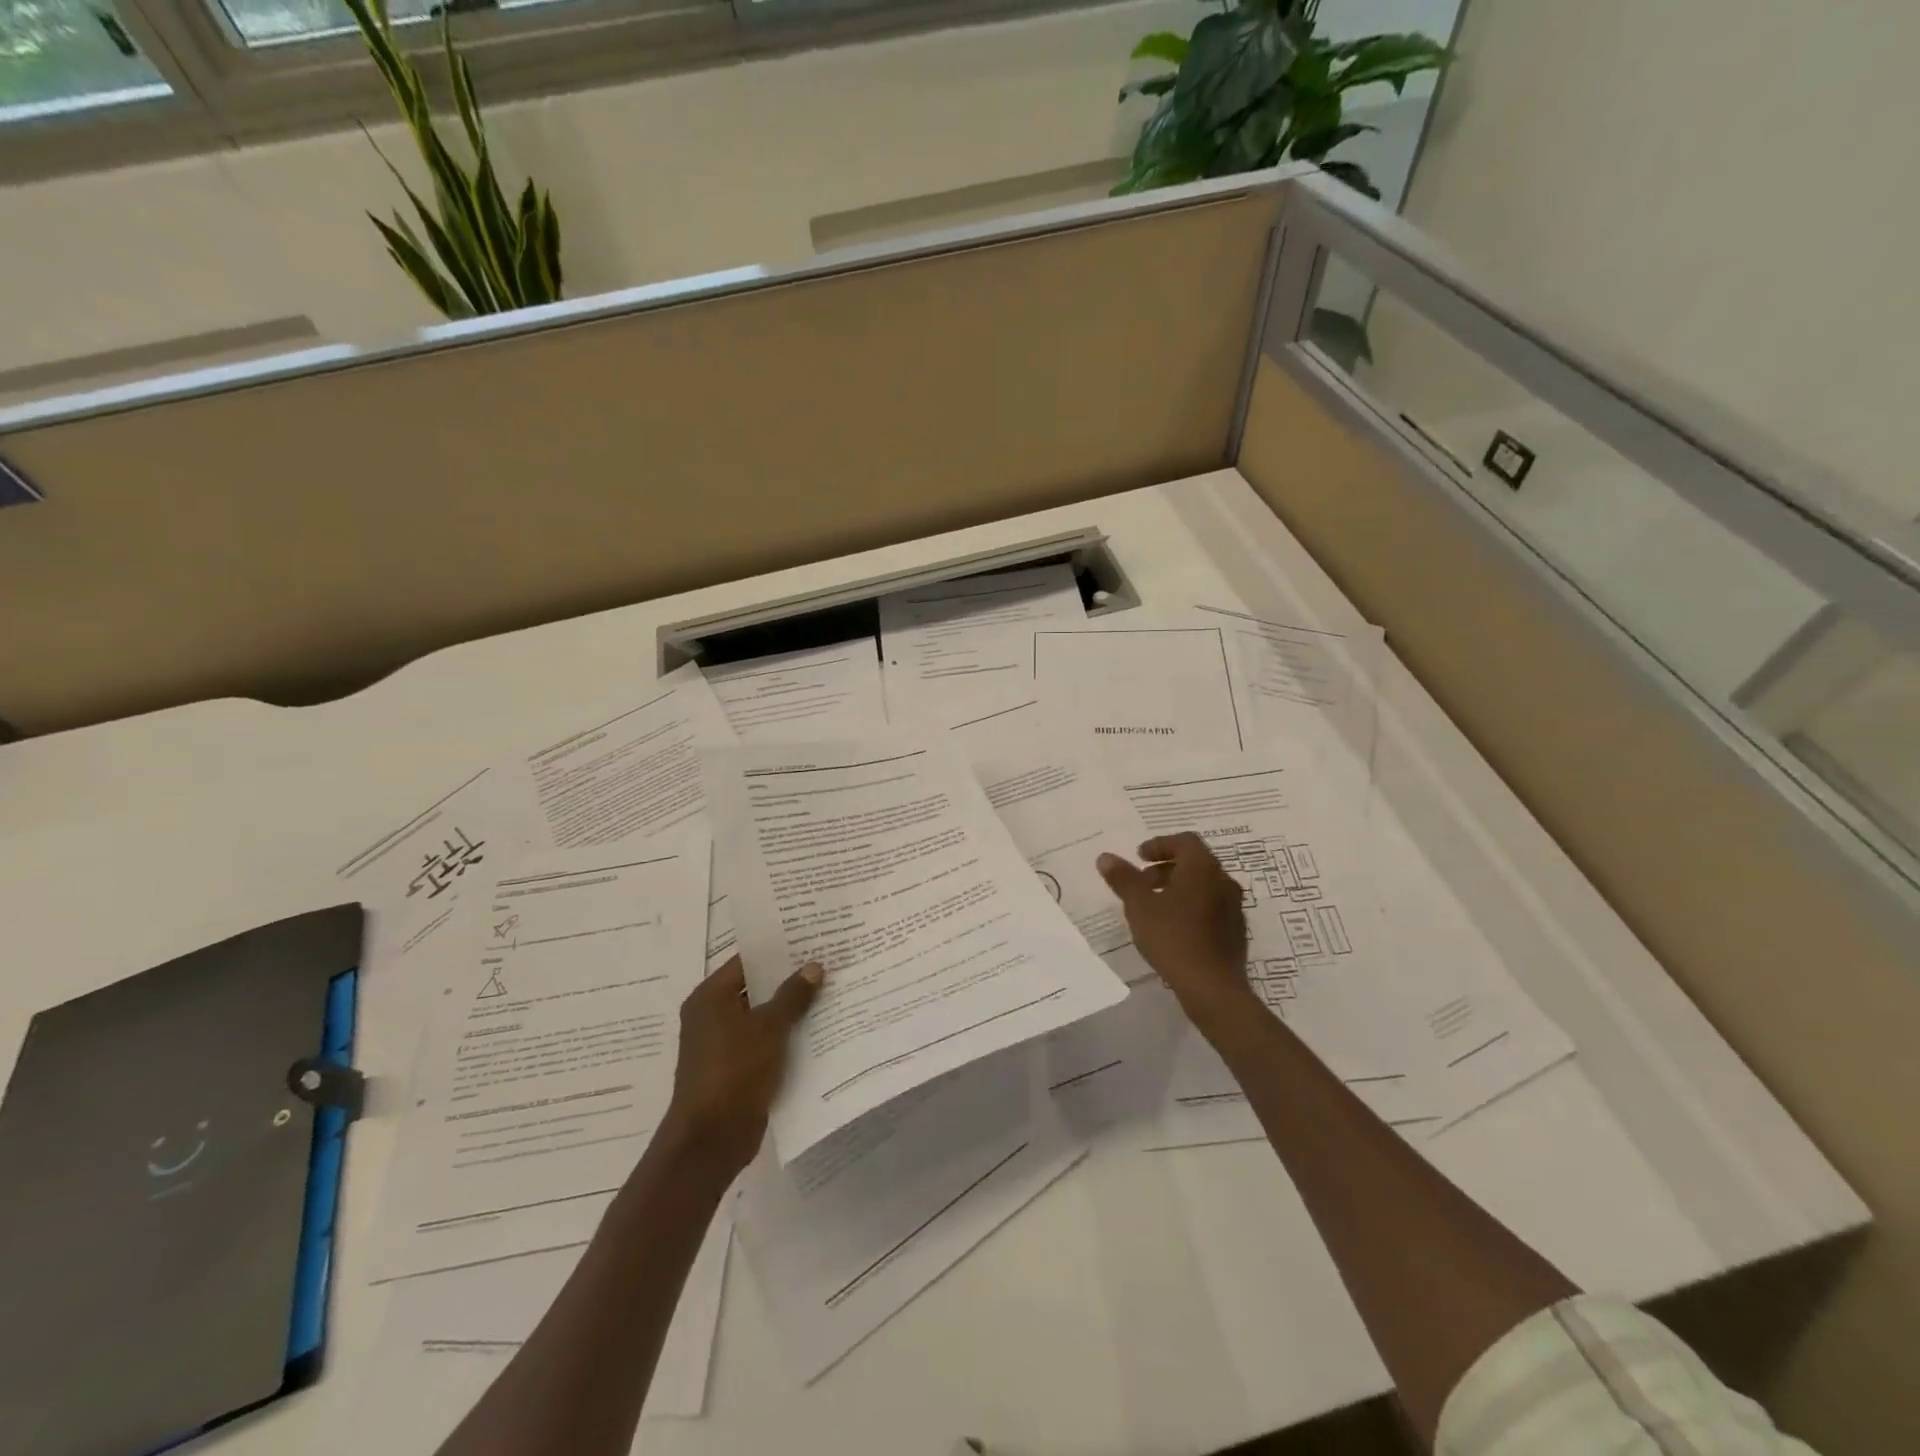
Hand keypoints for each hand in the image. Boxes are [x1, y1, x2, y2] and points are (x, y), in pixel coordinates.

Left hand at [661, 955, 821, 1176]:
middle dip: (789, 979)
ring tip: (830, 992)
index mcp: (710, 997)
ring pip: (762, 1017)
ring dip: (790, 1010)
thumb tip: (814, 966)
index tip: (810, 939)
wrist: (711, 1140)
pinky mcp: (735, 1069)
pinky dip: (785, 1036)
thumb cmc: (734, 1071)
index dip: (778, 950)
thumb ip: (793, 995)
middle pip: (756, 988)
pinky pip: (764, 1042)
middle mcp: (711, 1016)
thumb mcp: (769, 1027)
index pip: (747, 960)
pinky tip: (818, 1031)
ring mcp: (722, 1044)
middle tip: (827, 963)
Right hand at [1097, 833, 1257, 1033]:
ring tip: (1153, 908)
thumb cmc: (1173, 938)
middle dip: (1166, 868)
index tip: (1139, 857)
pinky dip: (1190, 907)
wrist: (1212, 988)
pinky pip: (1211, 908)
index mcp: (1203, 869)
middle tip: (1142, 882)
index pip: (1185, 841)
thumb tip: (1105, 857)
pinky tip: (1172, 930)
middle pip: (1195, 863)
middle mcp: (1224, 882)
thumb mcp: (1139, 906)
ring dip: (1178, 888)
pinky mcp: (1235, 932)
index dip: (1160, 845)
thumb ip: (1123, 878)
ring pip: (1203, 886)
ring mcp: (1234, 908)